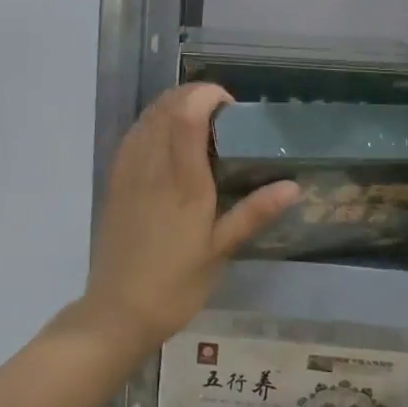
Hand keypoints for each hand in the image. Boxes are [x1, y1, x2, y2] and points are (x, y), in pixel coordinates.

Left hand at [78, 84, 298, 353]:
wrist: (117, 311)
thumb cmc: (175, 285)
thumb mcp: (220, 251)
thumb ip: (253, 213)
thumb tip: (293, 186)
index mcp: (182, 181)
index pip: (187, 114)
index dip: (206, 95)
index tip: (230, 105)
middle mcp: (152, 167)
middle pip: (165, 107)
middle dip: (191, 95)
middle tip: (219, 113)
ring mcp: (128, 172)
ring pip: (146, 118)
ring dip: (170, 106)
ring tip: (196, 121)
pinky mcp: (114, 182)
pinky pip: (131, 136)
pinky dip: (150, 123)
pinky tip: (165, 138)